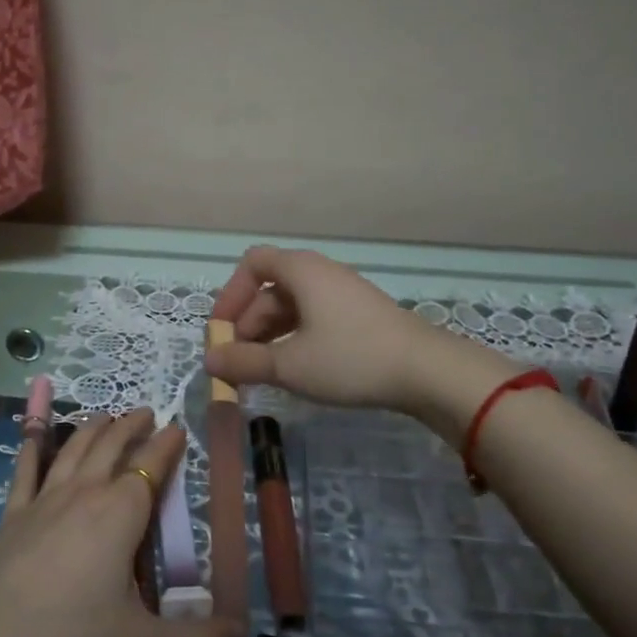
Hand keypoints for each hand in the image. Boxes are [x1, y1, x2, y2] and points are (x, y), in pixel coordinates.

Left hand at [0, 409, 244, 636]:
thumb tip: (242, 636)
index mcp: (121, 513)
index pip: (151, 466)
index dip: (167, 445)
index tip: (178, 427)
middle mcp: (85, 492)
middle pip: (112, 446)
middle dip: (131, 426)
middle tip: (146, 412)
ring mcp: (45, 499)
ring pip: (74, 449)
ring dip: (93, 428)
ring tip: (105, 415)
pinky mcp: (13, 514)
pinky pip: (26, 469)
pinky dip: (33, 446)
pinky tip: (33, 434)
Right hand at [206, 246, 510, 418]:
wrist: (427, 371)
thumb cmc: (350, 358)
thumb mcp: (290, 365)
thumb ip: (245, 362)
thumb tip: (209, 361)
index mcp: (301, 270)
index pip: (252, 263)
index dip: (230, 295)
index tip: (221, 331)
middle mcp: (320, 273)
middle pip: (270, 289)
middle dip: (247, 324)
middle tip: (237, 364)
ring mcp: (343, 293)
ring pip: (292, 306)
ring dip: (269, 335)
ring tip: (261, 373)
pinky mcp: (359, 315)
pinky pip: (314, 318)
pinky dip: (294, 338)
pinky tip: (294, 369)